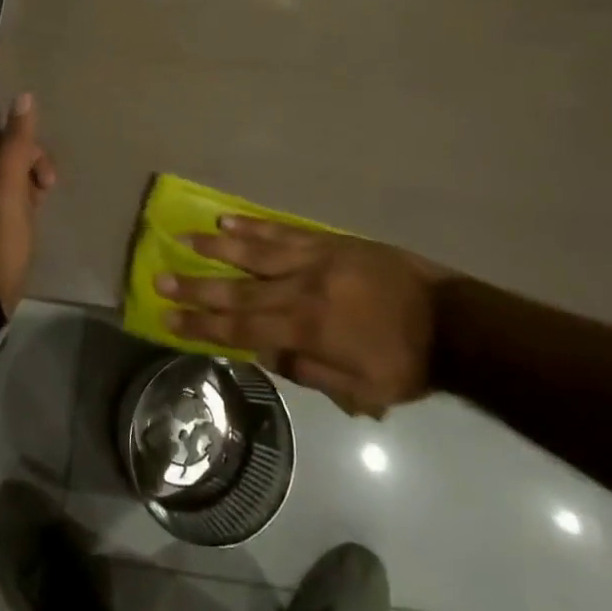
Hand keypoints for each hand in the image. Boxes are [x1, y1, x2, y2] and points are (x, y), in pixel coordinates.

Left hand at [0, 93, 55, 310]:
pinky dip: (23, 209)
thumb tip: (24, 95)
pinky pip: (8, 208)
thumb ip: (17, 142)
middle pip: (9, 161)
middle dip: (34, 170)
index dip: (34, 153)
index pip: (9, 142)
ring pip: (9, 185)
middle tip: (48, 192)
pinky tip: (30, 226)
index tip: (49, 179)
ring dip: (30, 190)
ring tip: (41, 210)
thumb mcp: (10, 184)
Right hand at [158, 218, 454, 418]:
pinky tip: (230, 219)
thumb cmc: (405, 363)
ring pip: (256, 252)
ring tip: (185, 238)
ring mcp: (314, 259)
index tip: (167, 320)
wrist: (450, 321)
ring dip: (217, 247)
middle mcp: (301, 289)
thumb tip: (264, 353)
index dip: (202, 326)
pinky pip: (285, 231)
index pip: (242, 330)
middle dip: (197, 287)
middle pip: (239, 289)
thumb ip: (309, 373)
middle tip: (161, 278)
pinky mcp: (329, 241)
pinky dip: (255, 226)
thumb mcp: (361, 391)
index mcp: (307, 330)